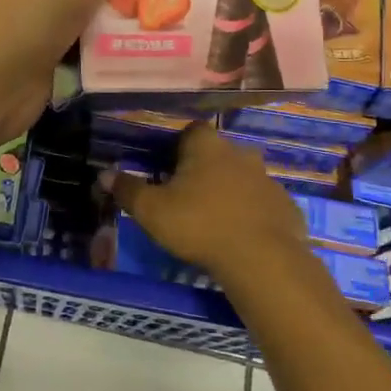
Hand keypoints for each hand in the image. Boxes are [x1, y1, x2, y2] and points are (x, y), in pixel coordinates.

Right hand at [110, 123, 309, 283]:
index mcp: (207, 147)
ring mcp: (268, 180)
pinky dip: (251, 214)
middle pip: (218, 154)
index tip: (167, 167)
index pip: (191, 130)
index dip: (178, 146)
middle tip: (186, 195)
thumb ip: (127, 190)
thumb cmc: (199, 224)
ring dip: (229, 191)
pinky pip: (262, 205)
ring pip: (242, 178)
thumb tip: (104, 174)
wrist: (261, 259)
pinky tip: (239, 236)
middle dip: (203, 169)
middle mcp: (240, 154)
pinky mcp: (286, 207)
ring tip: (212, 218)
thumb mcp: (151, 210)